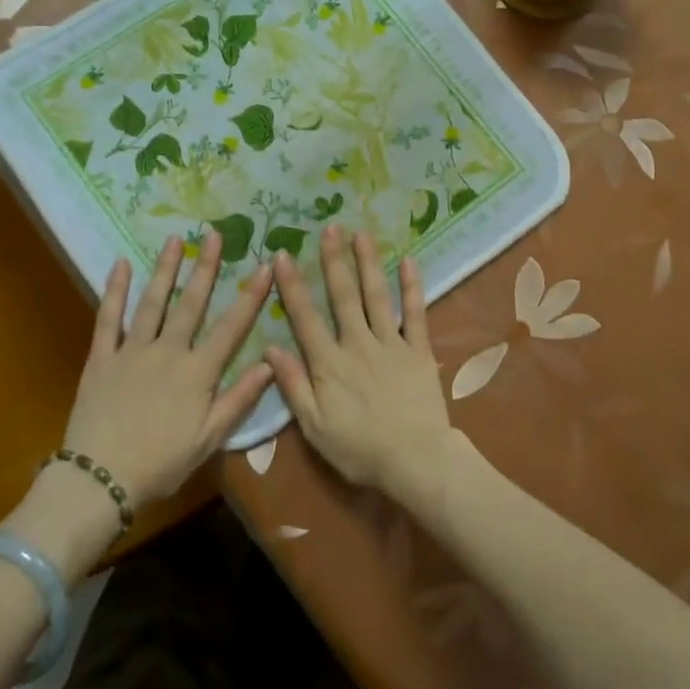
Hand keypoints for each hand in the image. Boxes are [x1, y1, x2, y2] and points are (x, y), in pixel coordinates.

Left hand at [55, 231, 273, 507]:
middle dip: (205, 267)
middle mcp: (168, 351)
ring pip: (152, 302)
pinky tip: (121, 265)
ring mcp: (132, 351)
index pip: (231, 326)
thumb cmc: (161, 463)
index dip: (250, 295)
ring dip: (164, 269)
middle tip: (213, 234)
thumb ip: (240, 399)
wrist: (100, 479)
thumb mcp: (209, 439)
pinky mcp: (101, 358)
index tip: (264, 265)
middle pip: (190, 303)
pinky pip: (108, 318)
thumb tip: (271, 363)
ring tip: (174, 239)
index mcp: (198, 372)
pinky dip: (114, 291)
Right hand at [265, 225, 456, 501]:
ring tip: (361, 233)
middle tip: (329, 228)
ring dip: (368, 263)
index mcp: (329, 364)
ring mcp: (391, 344)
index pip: (305, 317)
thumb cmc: (359, 449)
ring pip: (376, 296)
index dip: (293, 286)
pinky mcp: (419, 350)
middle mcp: (358, 344)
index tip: (283, 255)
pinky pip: (416, 314)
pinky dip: (413, 287)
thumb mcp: (314, 427)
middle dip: (334, 260)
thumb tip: (270, 349)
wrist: (415, 461)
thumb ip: (293, 386)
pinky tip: (409, 262)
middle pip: (343, 296)